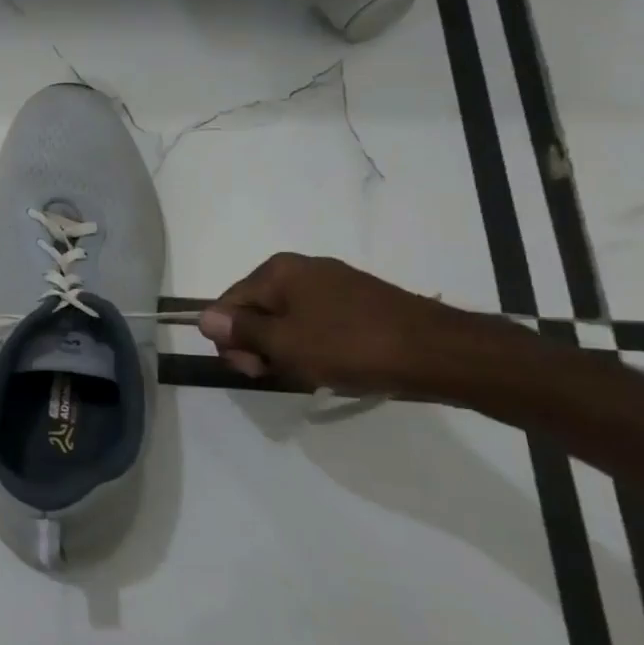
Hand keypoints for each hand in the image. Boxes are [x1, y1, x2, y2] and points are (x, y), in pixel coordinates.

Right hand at [197, 253, 466, 394]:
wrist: (441, 353)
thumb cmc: (352, 346)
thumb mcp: (285, 343)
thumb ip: (240, 331)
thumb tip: (202, 318)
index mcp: (278, 271)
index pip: (228, 304)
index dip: (231, 341)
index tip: (254, 371)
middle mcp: (301, 270)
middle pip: (255, 311)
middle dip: (258, 345)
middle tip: (280, 374)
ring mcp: (333, 285)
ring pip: (285, 321)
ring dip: (286, 350)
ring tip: (311, 374)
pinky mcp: (358, 304)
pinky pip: (315, 324)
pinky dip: (313, 346)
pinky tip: (330, 366)